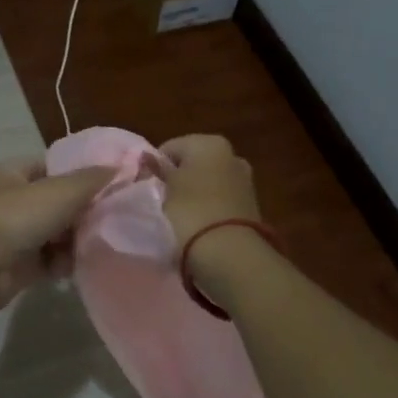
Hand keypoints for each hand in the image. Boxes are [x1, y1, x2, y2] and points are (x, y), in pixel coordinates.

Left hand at [0, 160, 111, 313]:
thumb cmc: (16, 216)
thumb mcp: (60, 190)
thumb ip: (91, 180)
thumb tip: (119, 167)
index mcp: (15, 173)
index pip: (52, 167)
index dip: (79, 173)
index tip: (110, 184)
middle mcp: (13, 202)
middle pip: (57, 203)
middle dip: (83, 212)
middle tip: (112, 218)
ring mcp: (14, 236)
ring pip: (56, 235)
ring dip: (76, 241)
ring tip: (100, 243)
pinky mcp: (19, 268)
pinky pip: (50, 263)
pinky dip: (64, 265)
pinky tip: (81, 266)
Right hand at [155, 134, 261, 251]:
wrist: (230, 254)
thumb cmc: (189, 212)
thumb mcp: (163, 190)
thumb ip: (156, 171)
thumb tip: (149, 160)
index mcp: (208, 143)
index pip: (168, 149)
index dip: (155, 168)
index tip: (147, 189)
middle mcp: (231, 155)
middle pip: (191, 164)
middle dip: (177, 180)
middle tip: (162, 203)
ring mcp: (244, 180)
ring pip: (206, 183)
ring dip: (193, 196)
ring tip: (179, 219)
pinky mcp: (250, 205)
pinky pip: (219, 201)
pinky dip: (208, 209)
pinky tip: (198, 226)